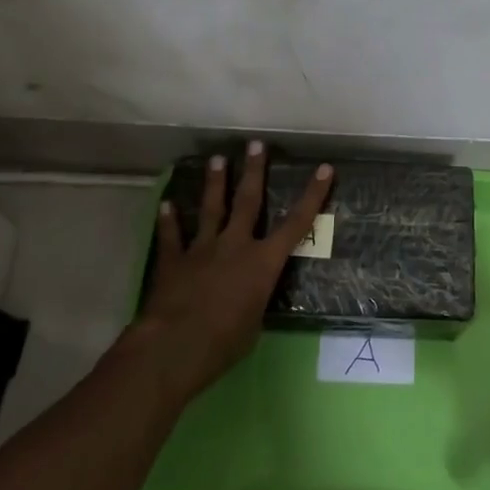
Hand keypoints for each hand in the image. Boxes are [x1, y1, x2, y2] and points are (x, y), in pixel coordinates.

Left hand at [136, 140, 332, 400]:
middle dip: (254, 171)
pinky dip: (168, 220)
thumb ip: (254, 301)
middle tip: (255, 144)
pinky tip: (165, 204)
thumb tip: (250, 298)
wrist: (176, 345)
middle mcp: (234, 246)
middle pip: (247, 201)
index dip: (312, 196)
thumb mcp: (254, 324)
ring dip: (214, 183)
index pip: (296, 224)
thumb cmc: (225, 342)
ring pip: (210, 209)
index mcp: (262, 263)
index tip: (324, 169)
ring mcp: (201, 250)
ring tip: (217, 159)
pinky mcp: (173, 261)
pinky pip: (171, 236)